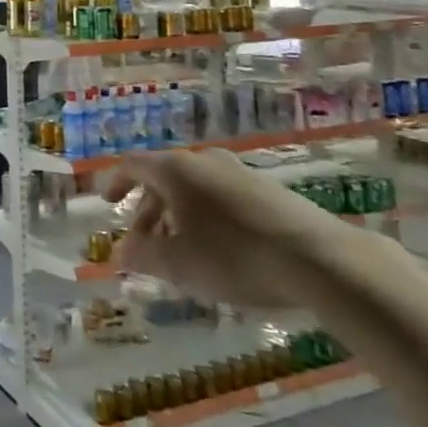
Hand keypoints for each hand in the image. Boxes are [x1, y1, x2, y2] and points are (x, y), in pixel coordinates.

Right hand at [100, 148, 378, 309]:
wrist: (320, 260)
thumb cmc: (234, 257)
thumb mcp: (177, 264)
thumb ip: (142, 256)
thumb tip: (121, 252)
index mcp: (175, 170)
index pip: (132, 165)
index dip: (114, 181)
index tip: (106, 201)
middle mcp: (204, 161)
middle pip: (163, 177)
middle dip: (147, 208)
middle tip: (143, 240)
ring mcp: (240, 173)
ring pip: (195, 188)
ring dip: (178, 214)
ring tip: (180, 249)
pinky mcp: (270, 191)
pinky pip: (222, 197)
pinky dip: (207, 216)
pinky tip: (219, 249)